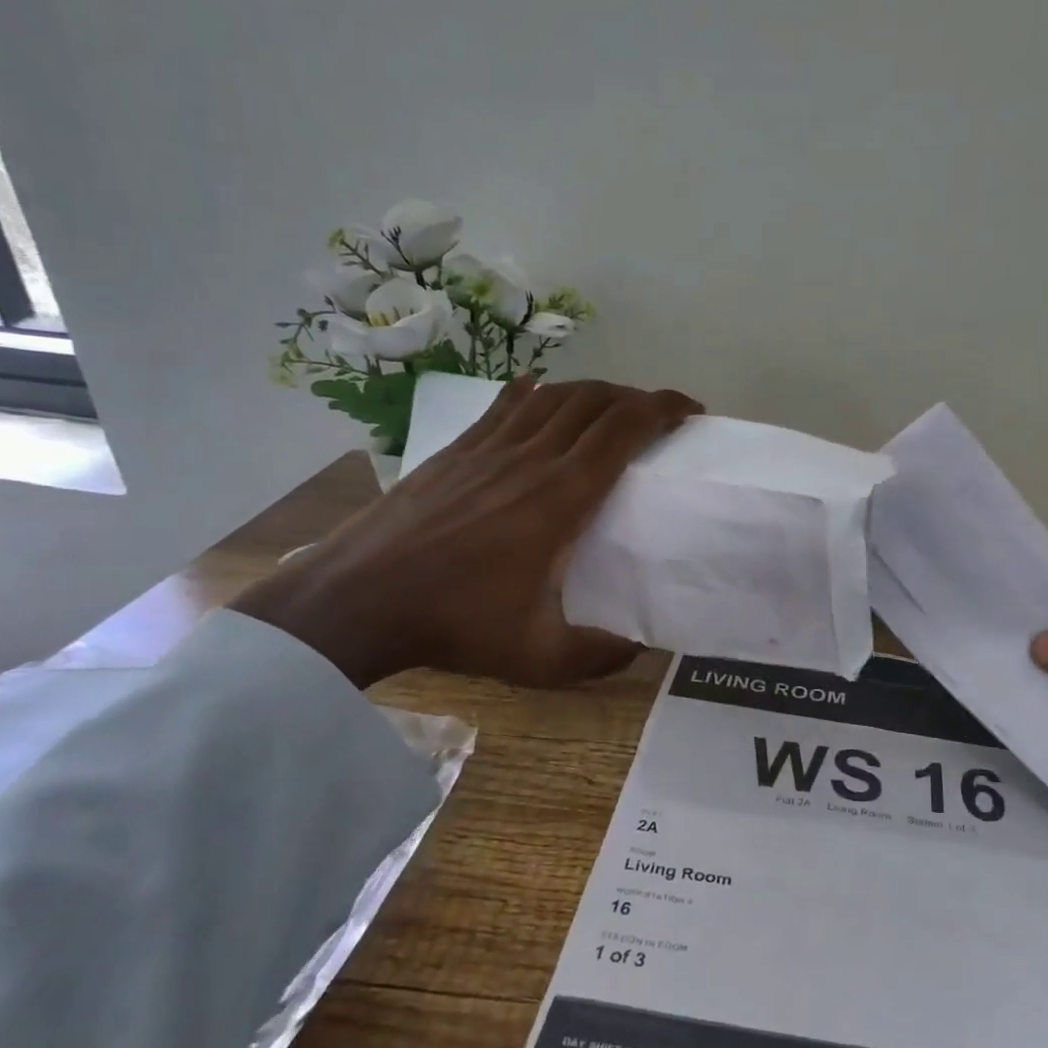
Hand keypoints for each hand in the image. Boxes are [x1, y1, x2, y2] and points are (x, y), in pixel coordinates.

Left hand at [231, 376, 700, 689]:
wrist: (357, 600)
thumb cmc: (454, 624)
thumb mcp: (539, 658)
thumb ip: (599, 656)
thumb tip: (640, 649)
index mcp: (561, 497)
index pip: (623, 429)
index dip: (663, 407)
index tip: (690, 410)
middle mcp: (531, 458)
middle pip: (595, 400)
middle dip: (637, 396)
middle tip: (659, 414)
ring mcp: (488, 448)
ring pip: (553, 395)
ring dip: (593, 391)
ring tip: (611, 407)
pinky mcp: (456, 450)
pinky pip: (504, 405)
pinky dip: (534, 391)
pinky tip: (540, 389)